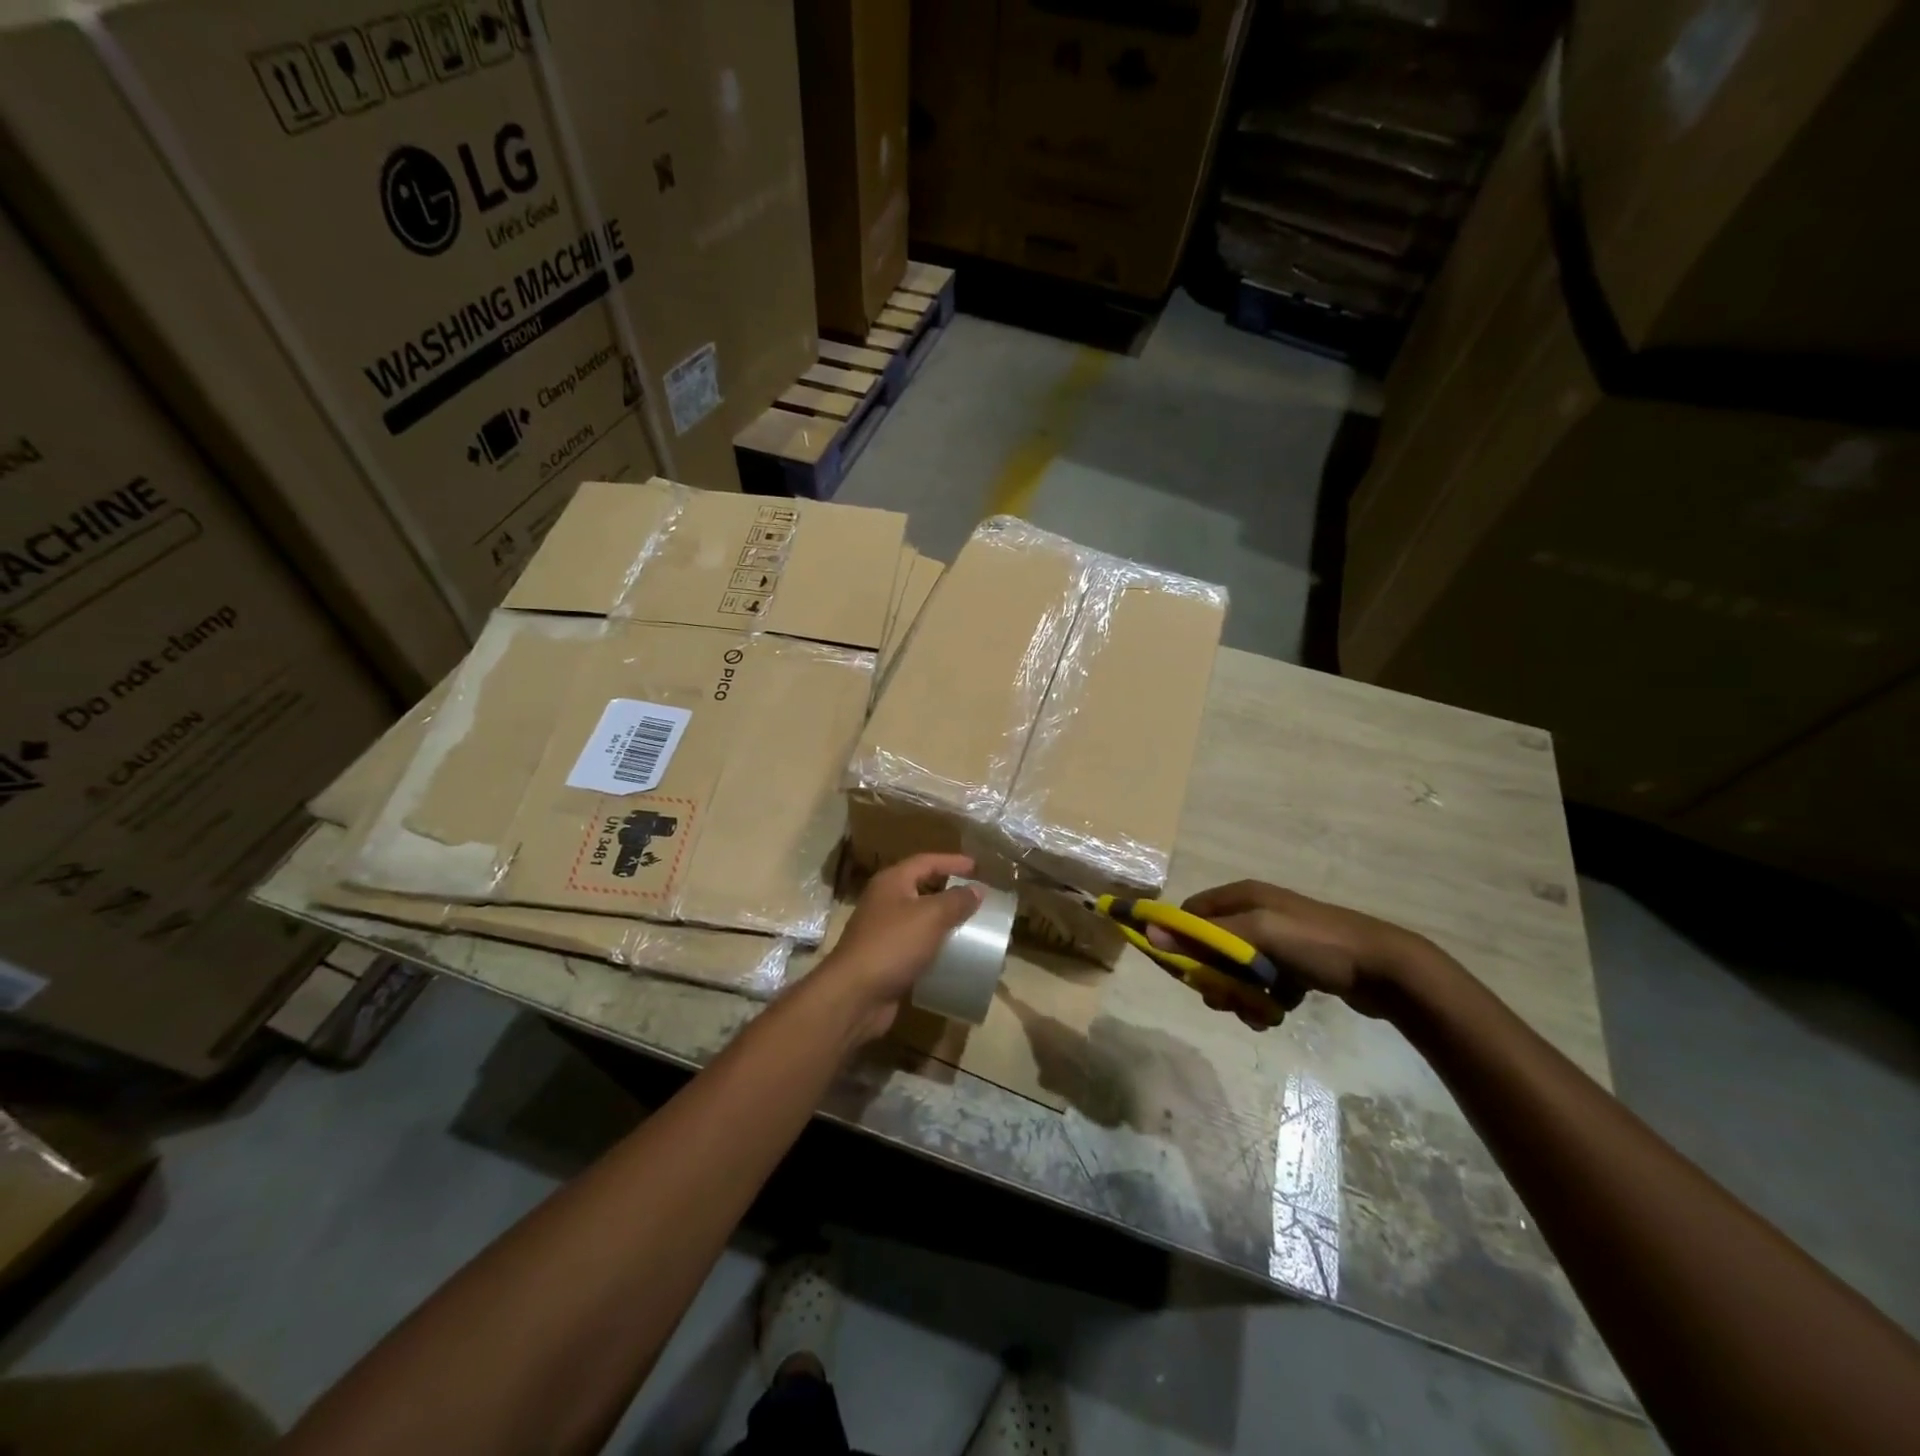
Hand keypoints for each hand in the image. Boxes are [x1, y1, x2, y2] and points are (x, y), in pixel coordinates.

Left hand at [815, 854, 982, 1044]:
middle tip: (975, 894)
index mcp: (892, 882)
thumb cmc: (893, 944)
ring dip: (943, 919)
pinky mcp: (886, 957)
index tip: (977, 867)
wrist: (856, 995)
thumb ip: (956, 900)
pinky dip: (934, 945)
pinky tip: (953, 953)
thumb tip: (977, 889)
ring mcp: (883, 930)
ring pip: (919, 917)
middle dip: (948, 889)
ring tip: (970, 923)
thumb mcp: (931, 916)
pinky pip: (916, 944)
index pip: (926, 861)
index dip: (952, 862)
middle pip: (920, 887)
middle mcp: (884, 901)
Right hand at [1149, 880, 1434, 1026]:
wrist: (1386, 969)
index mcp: (1243, 896)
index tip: (1184, 972)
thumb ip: (1205, 936)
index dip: (1181, 940)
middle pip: (1212, 947)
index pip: (1191, 913)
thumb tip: (1149, 931)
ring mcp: (1277, 939)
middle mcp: (1255, 911)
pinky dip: (1264, 1001)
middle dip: (1215, 977)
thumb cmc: (1316, 944)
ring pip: (1237, 971)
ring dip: (1240, 996)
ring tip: (1260, 1013)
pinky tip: (1278, 1013)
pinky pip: (1263, 985)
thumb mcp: (1257, 934)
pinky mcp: (1296, 964)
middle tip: (1226, 1000)